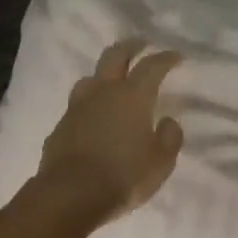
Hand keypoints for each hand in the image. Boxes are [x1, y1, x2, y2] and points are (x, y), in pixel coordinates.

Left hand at [31, 40, 184, 227]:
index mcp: (132, 96)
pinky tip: (94, 118)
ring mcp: (77, 107)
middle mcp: (103, 93)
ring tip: (113, 81)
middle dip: (130, 46)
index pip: (152, 66)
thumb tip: (168, 121)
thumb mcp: (160, 162)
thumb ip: (169, 138)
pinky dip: (90, 105)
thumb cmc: (124, 175)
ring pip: (90, 78)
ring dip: (104, 74)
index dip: (165, 58)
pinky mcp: (60, 126)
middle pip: (115, 56)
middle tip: (141, 44)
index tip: (176, 57)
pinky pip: (77, 106)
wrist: (71, 193)